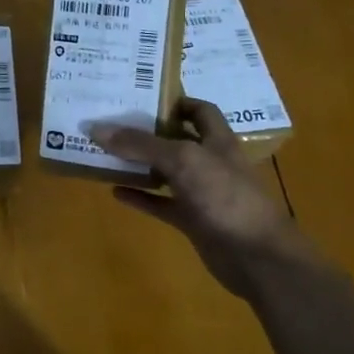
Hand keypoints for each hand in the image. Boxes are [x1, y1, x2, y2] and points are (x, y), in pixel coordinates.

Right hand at [92, 99, 324, 302]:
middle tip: (112, 122)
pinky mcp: (192, 220)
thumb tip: (97, 129)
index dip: (176, 101)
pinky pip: (161, 204)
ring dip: (139, 165)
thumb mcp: (182, 160)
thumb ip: (141, 144)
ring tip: (106, 154)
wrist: (256, 256)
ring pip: (166, 172)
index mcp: (217, 140)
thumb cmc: (225, 196)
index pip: (200, 110)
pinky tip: (115, 192)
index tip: (141, 98)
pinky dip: (140, 197)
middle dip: (148, 132)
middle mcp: (210, 162)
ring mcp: (202, 193)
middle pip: (177, 140)